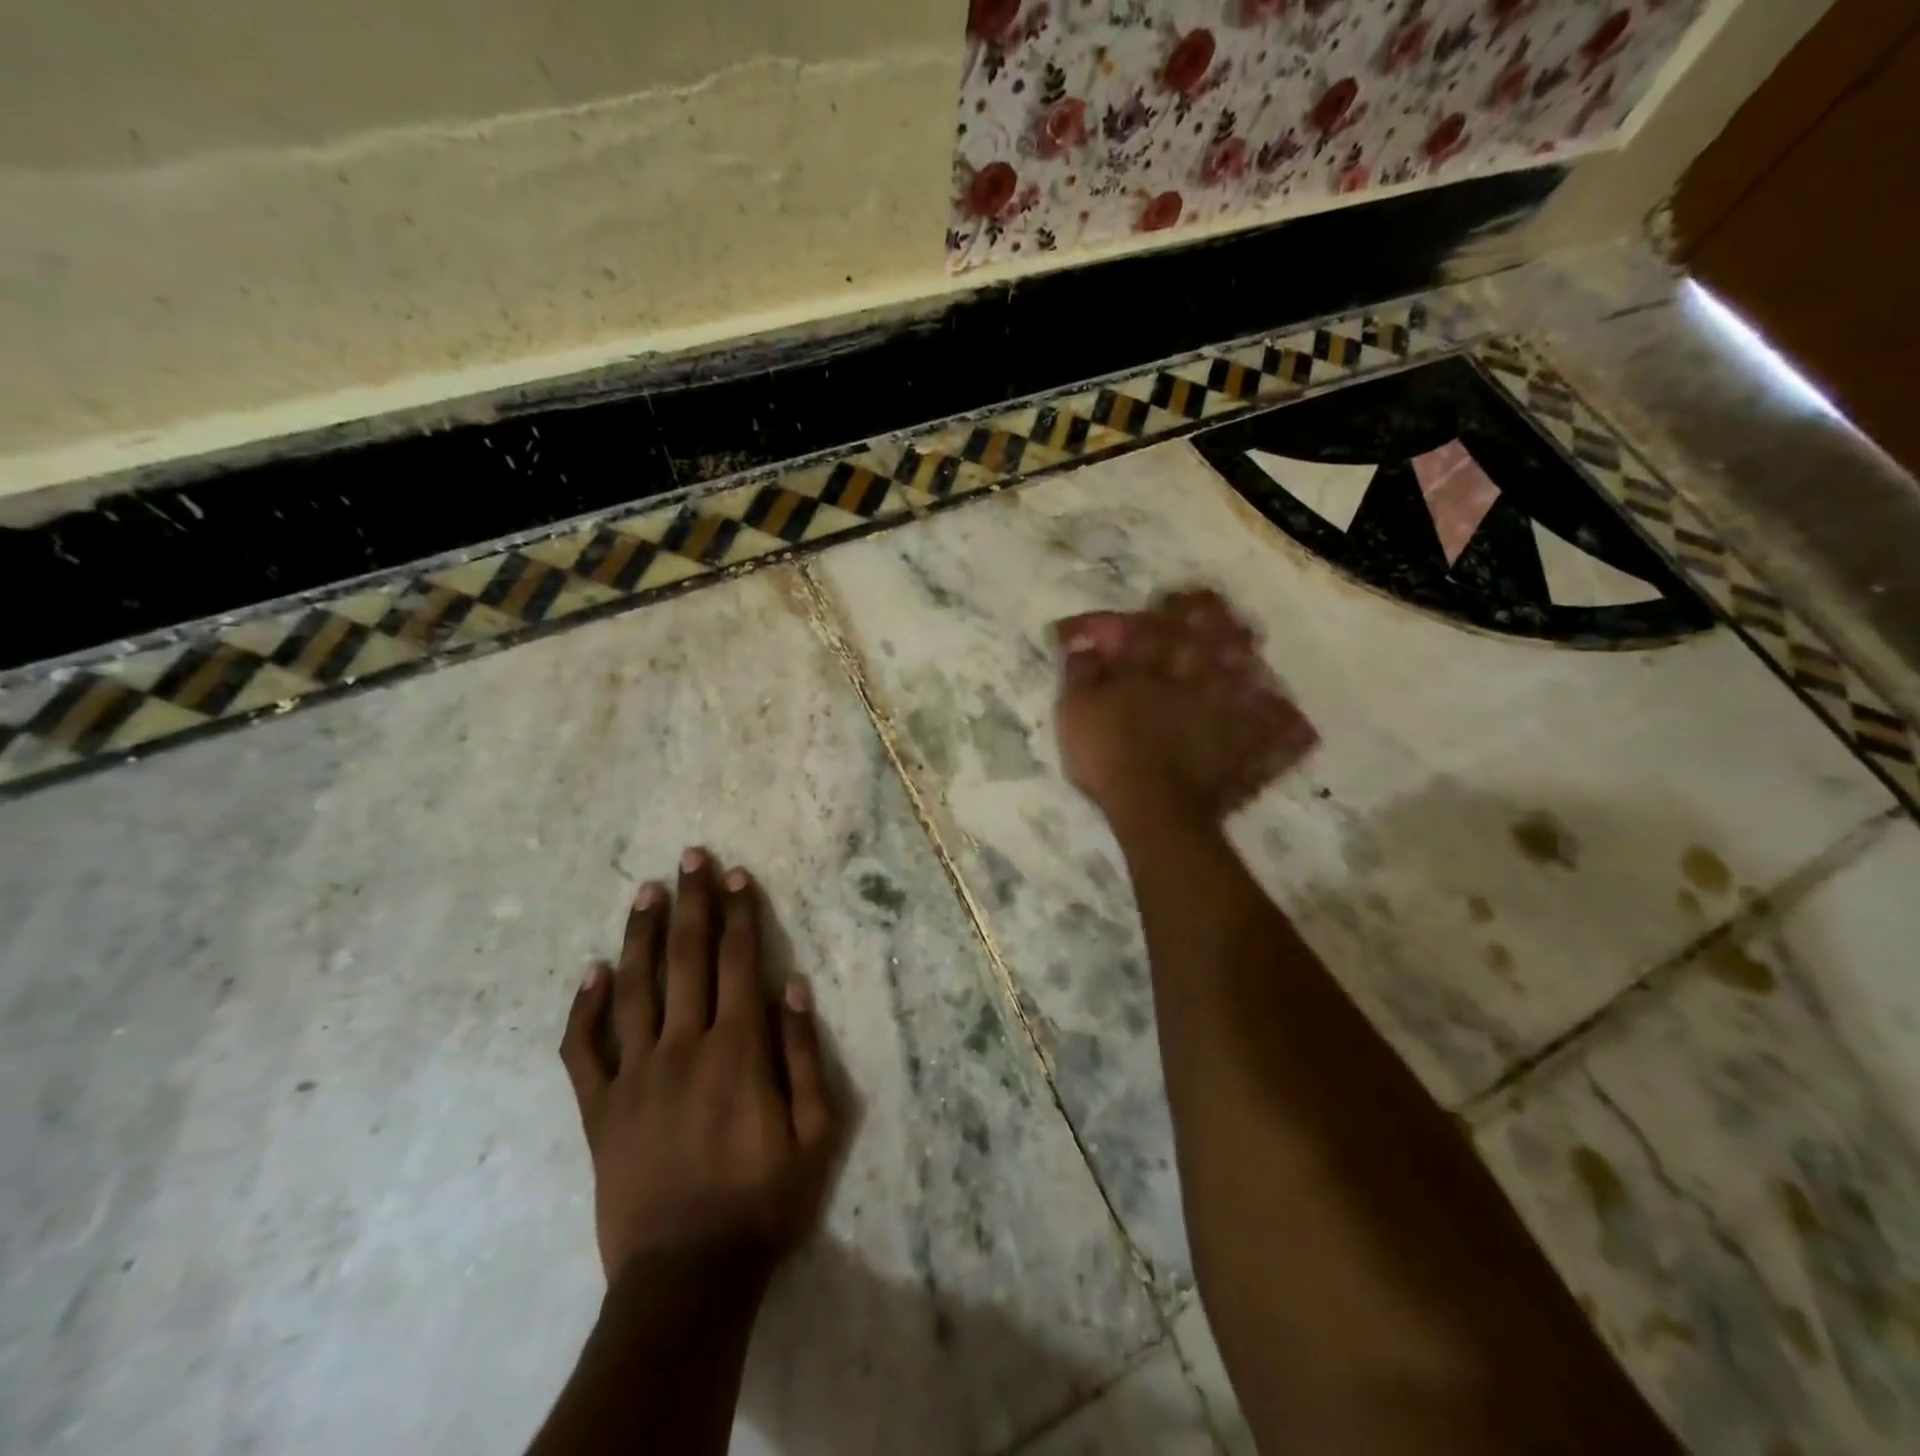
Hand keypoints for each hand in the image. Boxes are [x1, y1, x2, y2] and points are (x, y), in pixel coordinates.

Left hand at [559, 849, 838, 1282]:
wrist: (687, 1278)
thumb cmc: (763, 1201)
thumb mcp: (816, 1132)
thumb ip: (803, 1054)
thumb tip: (792, 985)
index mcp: (737, 1048)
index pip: (737, 961)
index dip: (738, 913)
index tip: (736, 874)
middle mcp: (683, 1046)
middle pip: (685, 958)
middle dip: (691, 902)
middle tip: (690, 857)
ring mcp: (634, 1076)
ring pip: (633, 989)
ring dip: (640, 935)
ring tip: (645, 891)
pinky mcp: (599, 1110)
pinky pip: (583, 1051)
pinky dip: (583, 1009)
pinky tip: (590, 972)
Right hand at [1053, 587, 1317, 825]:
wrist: (1152, 806)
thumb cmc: (1107, 754)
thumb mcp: (1075, 710)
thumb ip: (1081, 672)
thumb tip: (1084, 641)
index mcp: (1152, 670)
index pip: (1160, 628)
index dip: (1167, 610)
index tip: (1173, 597)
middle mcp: (1195, 681)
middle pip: (1211, 642)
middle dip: (1215, 622)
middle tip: (1218, 610)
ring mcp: (1226, 714)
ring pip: (1247, 677)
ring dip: (1247, 661)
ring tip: (1250, 652)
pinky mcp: (1244, 750)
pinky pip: (1275, 733)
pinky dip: (1283, 725)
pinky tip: (1291, 718)